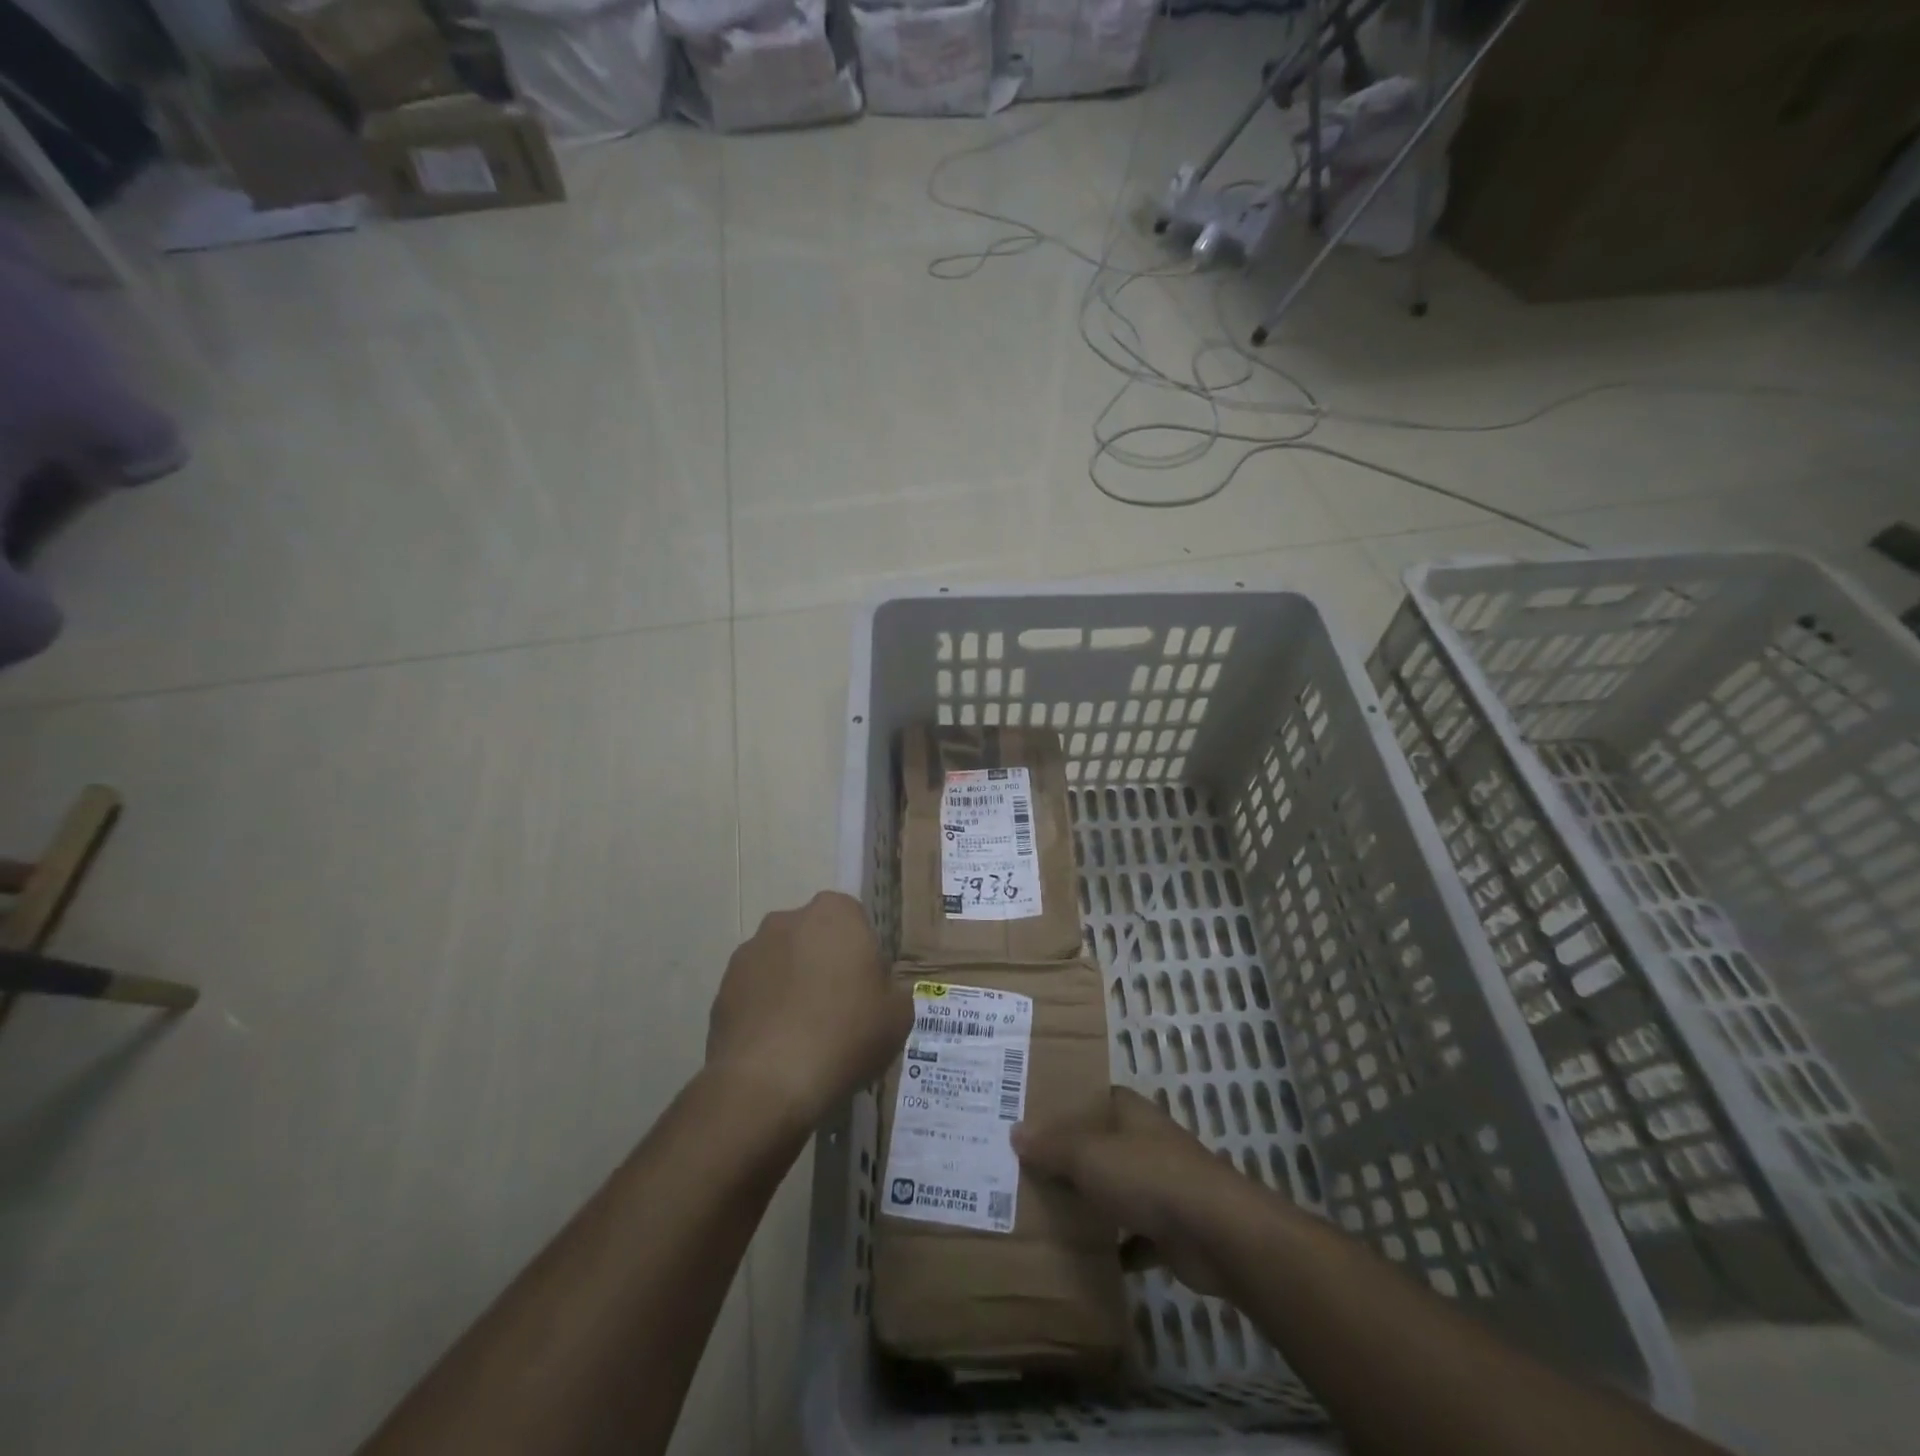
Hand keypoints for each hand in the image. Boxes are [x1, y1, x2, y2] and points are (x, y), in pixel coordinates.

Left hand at [705, 892, 912, 1136]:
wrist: (768, 1083)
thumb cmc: (846, 1035)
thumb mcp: (899, 1016)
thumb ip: (893, 990)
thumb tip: (879, 991)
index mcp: (835, 913)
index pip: (854, 919)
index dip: (862, 954)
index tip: (866, 989)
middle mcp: (787, 920)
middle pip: (814, 937)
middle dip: (823, 964)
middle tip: (838, 1010)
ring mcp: (749, 952)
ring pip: (781, 963)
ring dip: (791, 986)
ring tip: (803, 1035)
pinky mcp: (722, 988)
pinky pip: (754, 993)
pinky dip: (765, 1011)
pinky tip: (776, 1048)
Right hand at [1013, 1087, 1272, 1295]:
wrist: (1215, 1233)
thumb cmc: (1147, 1176)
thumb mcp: (1088, 1154)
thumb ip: (1052, 1144)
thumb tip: (1016, 1131)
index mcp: (1129, 1111)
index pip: (1092, 1096)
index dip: (1064, 1104)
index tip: (1030, 1117)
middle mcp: (1146, 1140)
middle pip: (1101, 1143)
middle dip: (1070, 1156)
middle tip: (1027, 1167)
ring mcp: (1162, 1184)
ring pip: (1117, 1188)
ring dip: (1092, 1201)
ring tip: (1047, 1211)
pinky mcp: (1172, 1229)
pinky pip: (1134, 1236)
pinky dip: (1116, 1247)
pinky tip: (1088, 1259)